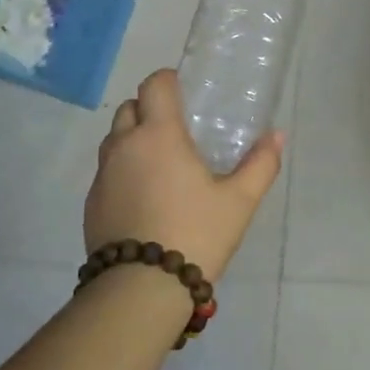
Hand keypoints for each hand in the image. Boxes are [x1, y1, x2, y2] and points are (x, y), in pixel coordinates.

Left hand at [84, 69, 283, 279]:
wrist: (141, 289)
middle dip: (149, 109)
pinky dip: (123, 172)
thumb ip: (260, 164)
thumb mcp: (239, 201)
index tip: (184, 91)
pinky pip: (107, 172)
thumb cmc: (196, 234)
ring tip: (161, 164)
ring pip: (114, 140)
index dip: (168, 81)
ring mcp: (103, 176)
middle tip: (176, 130)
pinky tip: (145, 198)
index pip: (154, 85)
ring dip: (133, 140)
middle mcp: (124, 146)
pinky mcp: (92, 204)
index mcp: (159, 135)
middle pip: (128, 108)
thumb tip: (277, 135)